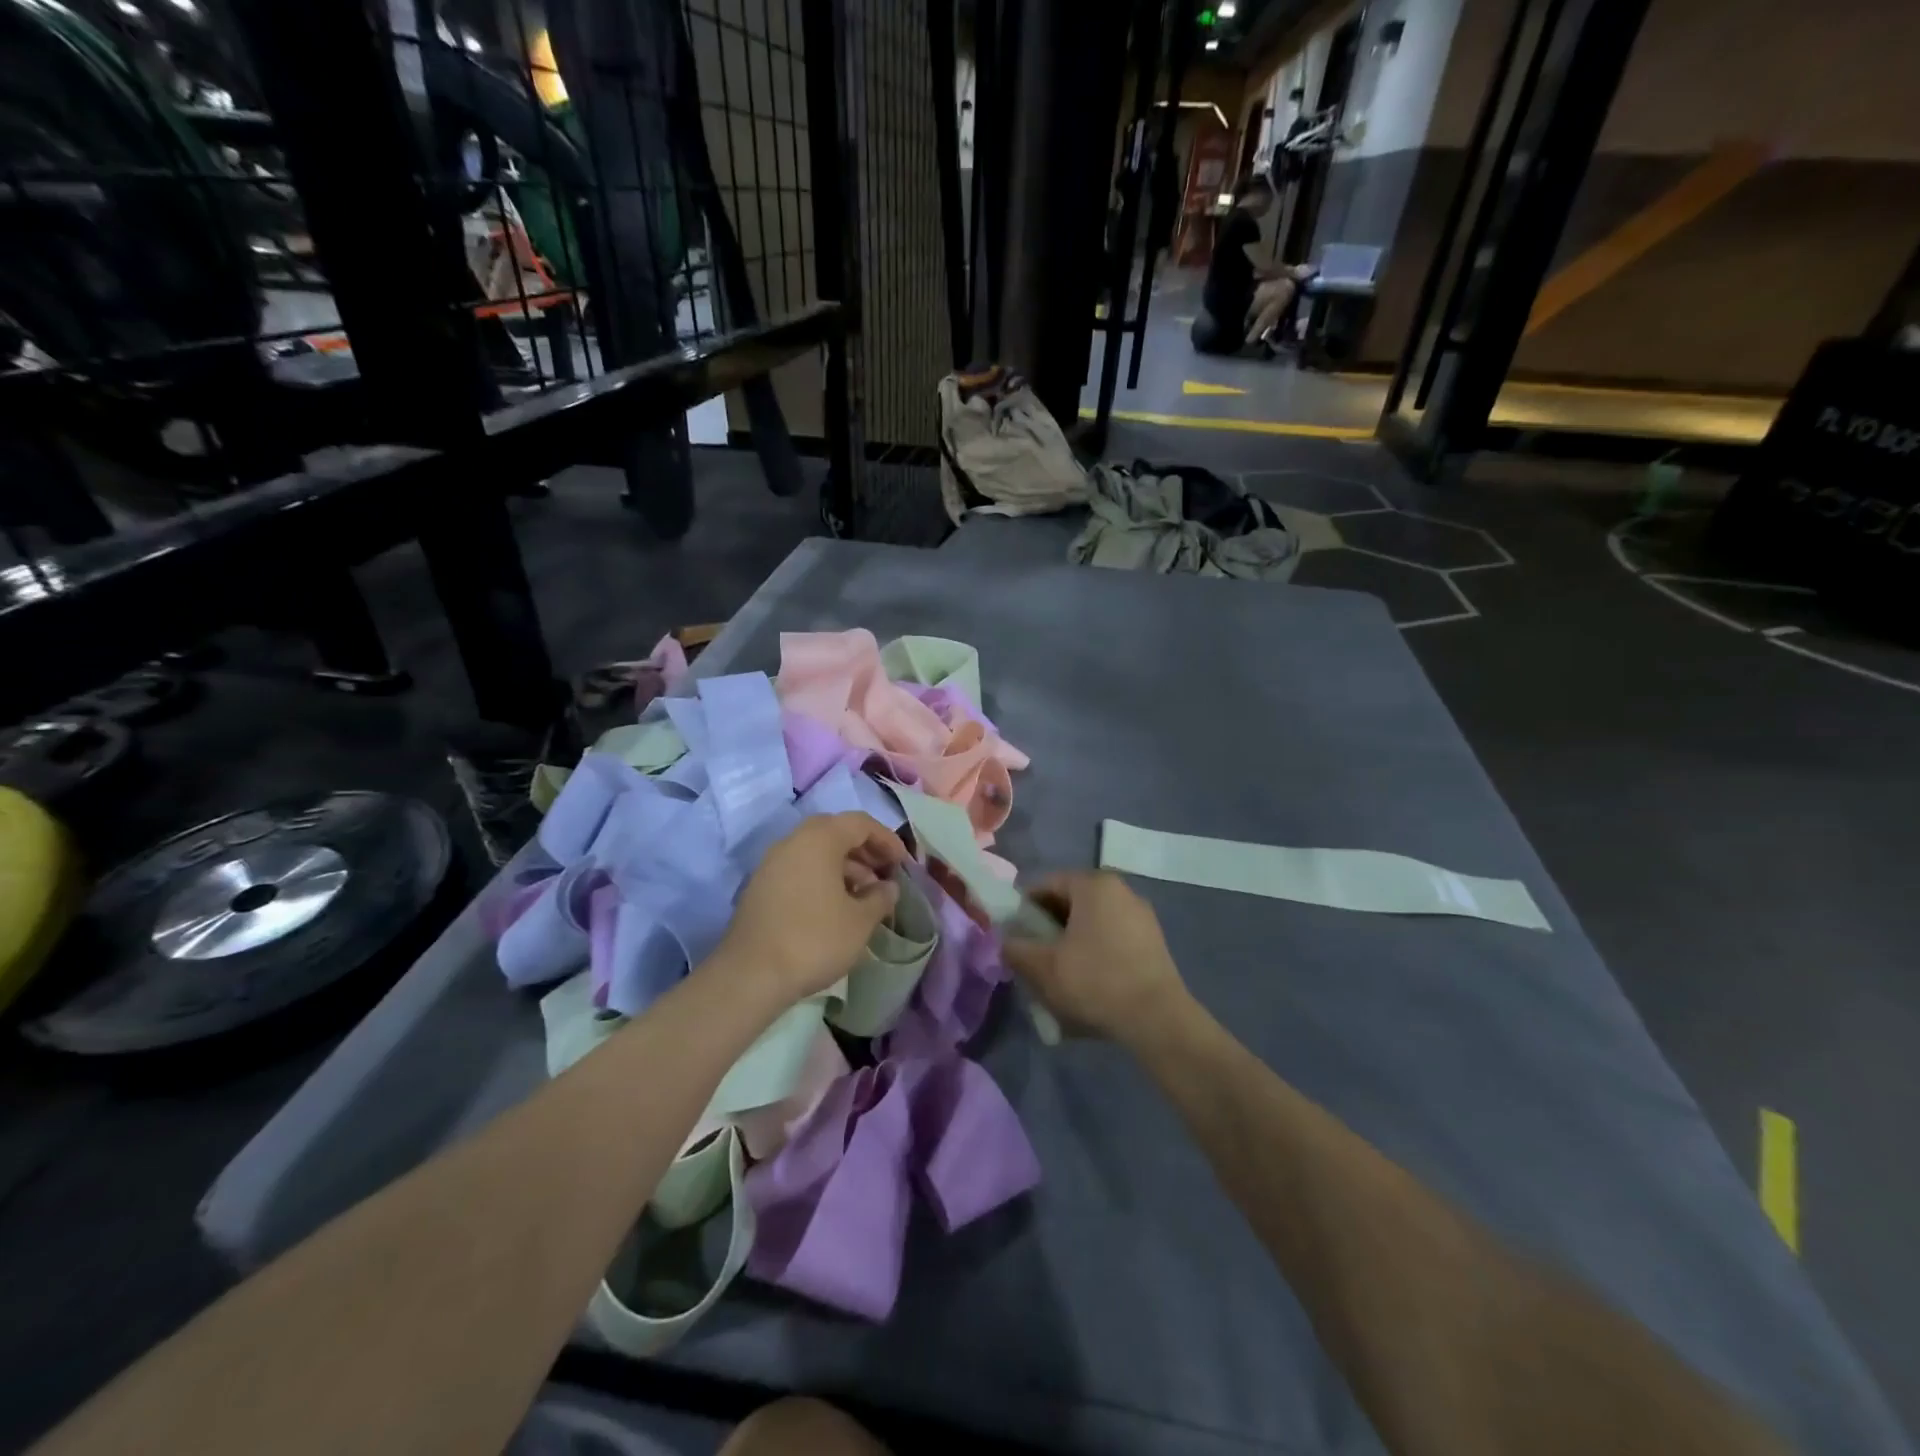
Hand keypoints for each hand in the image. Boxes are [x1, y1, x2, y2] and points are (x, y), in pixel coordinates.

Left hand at [713, 813, 906, 1005]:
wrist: (750, 975)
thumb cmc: (814, 939)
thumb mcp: (860, 921)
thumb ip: (880, 897)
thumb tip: (888, 887)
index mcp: (819, 838)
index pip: (860, 823)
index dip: (887, 840)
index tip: (903, 864)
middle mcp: (793, 841)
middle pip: (836, 833)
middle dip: (865, 852)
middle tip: (885, 875)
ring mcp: (772, 863)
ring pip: (816, 852)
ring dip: (845, 867)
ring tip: (864, 897)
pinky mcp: (760, 887)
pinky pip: (799, 869)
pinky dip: (822, 879)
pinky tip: (835, 908)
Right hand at [1001, 872, 1190, 1045]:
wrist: (1157, 1019)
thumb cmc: (1095, 981)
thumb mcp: (1043, 967)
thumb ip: (1016, 949)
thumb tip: (1006, 942)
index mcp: (1094, 885)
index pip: (1047, 884)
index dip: (1024, 908)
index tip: (1014, 935)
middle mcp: (1121, 890)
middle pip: (1071, 901)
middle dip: (1048, 925)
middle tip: (1033, 954)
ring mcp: (1141, 915)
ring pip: (1092, 920)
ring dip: (1072, 939)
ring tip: (1059, 971)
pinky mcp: (1153, 940)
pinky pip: (1113, 936)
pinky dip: (1095, 950)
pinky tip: (1088, 979)